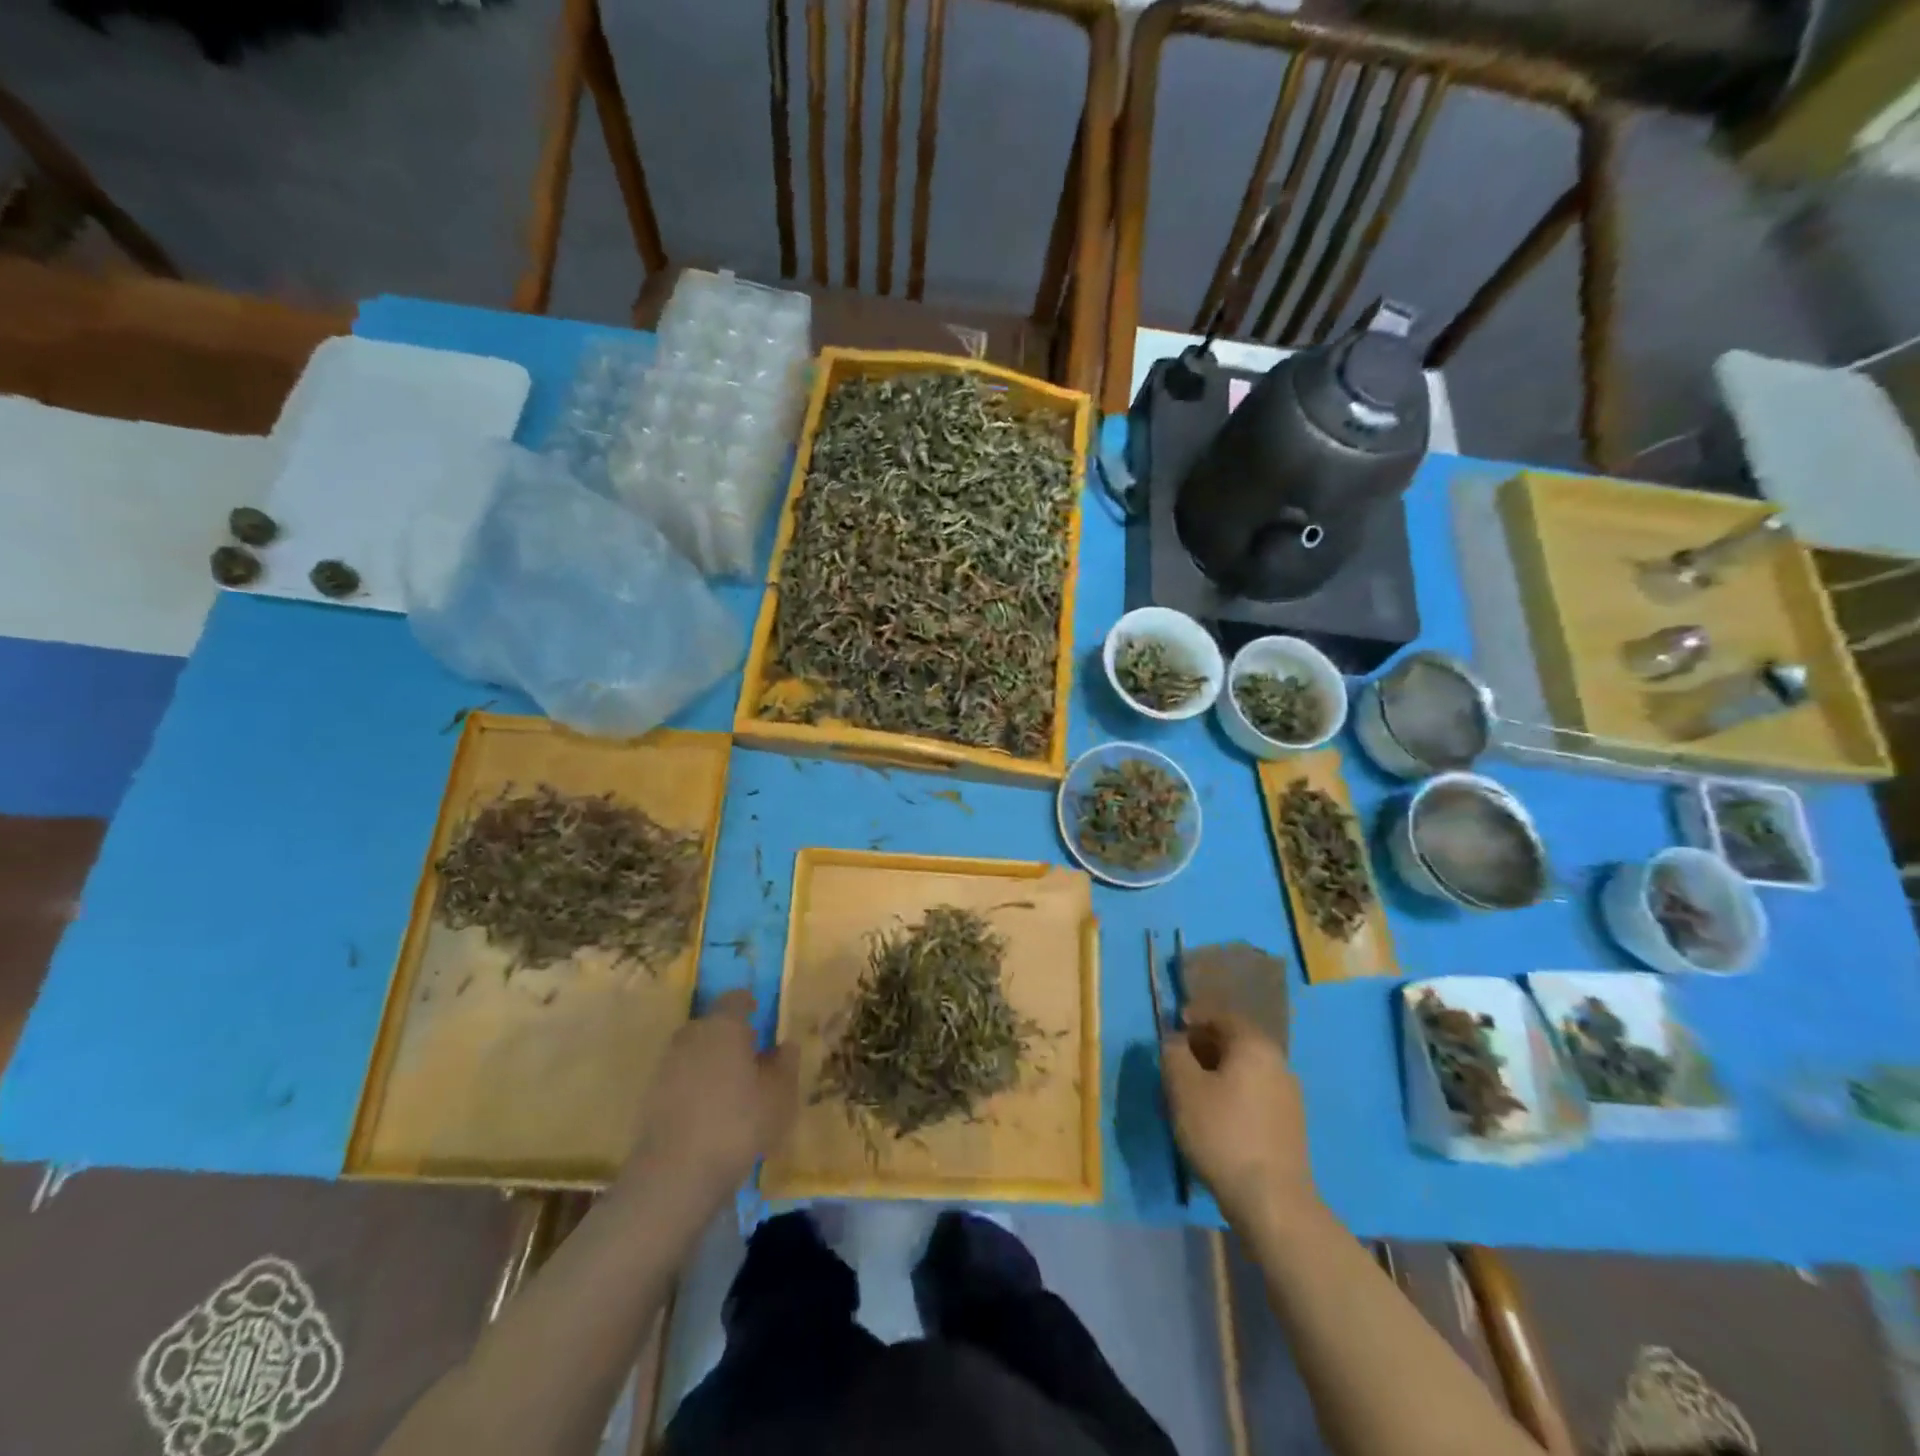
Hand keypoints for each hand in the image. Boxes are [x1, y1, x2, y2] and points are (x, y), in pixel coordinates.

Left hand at [624, 990, 798, 1202]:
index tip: (760, 1017)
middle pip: (711, 1025)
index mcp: (723, 1025)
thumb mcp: (780, 1094)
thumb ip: (785, 1063)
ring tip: (731, 1087)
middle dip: (729, 1035)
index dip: (749, 1005)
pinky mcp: (650, 1097)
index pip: (735, 999)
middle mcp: (691, 1036)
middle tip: (750, 1056)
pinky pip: (680, 1079)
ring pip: (694, 1052)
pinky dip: (694, 1086)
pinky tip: (709, 1111)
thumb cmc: (738, 1123)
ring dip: (710, 1062)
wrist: (675, 1176)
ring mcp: (666, 1066)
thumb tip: (785, 1045)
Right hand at [1161, 1012, 1316, 1224]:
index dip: (1194, 1016)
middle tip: (1177, 1061)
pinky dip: (1232, 1094)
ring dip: (1217, 1072)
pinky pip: (1254, 1094)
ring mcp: (1289, 1096)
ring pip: (1245, 1070)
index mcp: (1255, 1045)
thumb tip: (1175, 1041)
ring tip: (1191, 1091)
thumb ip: (1173, 1053)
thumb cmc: (1222, 1132)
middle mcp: (1278, 1062)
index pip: (1222, 1015)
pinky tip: (1215, 1117)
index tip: (1172, 1028)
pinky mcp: (1290, 1126)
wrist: (1272, 1201)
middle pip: (1235, 1042)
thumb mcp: (1182, 1087)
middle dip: (1203, 1046)